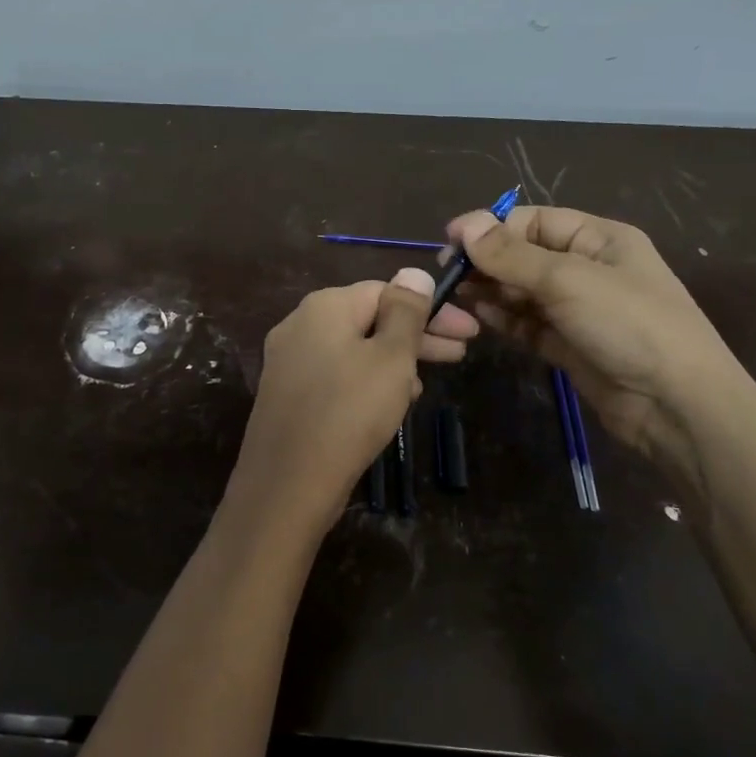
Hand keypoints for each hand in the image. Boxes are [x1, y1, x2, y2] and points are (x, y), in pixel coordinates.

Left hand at [225, 270, 476, 538]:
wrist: (287, 484)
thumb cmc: (349, 412)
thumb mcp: (391, 358)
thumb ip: (406, 312)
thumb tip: (414, 272)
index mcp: (324, 307)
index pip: (386, 291)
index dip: (431, 309)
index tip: (468, 332)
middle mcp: (299, 325)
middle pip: (369, 319)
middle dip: (416, 336)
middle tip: (459, 354)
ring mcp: (288, 361)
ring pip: (354, 349)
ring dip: (394, 361)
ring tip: (423, 386)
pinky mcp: (287, 395)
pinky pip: (336, 375)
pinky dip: (366, 381)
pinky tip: (388, 405)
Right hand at [446, 206, 748, 478]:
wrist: (676, 405)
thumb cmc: (629, 324)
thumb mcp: (568, 280)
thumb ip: (512, 255)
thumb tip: (464, 226)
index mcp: (598, 239)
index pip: (533, 221)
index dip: (491, 228)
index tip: (450, 243)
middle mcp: (587, 268)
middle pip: (524, 255)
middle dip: (487, 261)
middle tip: (446, 275)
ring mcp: (578, 309)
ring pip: (522, 291)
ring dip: (490, 290)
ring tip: (454, 295)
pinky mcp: (568, 345)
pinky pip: (527, 324)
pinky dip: (503, 319)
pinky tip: (477, 316)